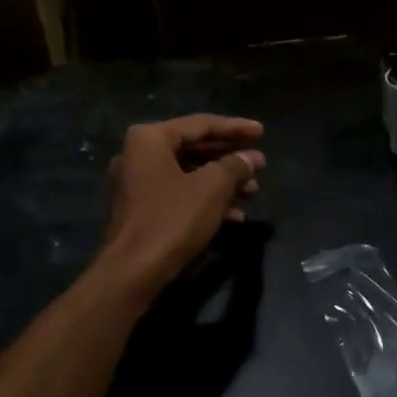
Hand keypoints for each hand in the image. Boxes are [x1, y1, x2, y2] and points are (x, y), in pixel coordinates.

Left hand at [97, 114, 265, 298]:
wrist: (133, 271)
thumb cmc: (173, 219)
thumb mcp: (212, 188)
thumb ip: (235, 166)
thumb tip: (253, 157)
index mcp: (150, 139)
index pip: (201, 125)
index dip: (236, 128)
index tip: (262, 132)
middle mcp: (138, 155)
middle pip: (194, 149)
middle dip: (230, 159)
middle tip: (260, 164)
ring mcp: (137, 184)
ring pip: (189, 175)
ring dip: (223, 182)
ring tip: (253, 192)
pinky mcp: (142, 210)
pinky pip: (180, 195)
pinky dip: (206, 200)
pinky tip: (235, 216)